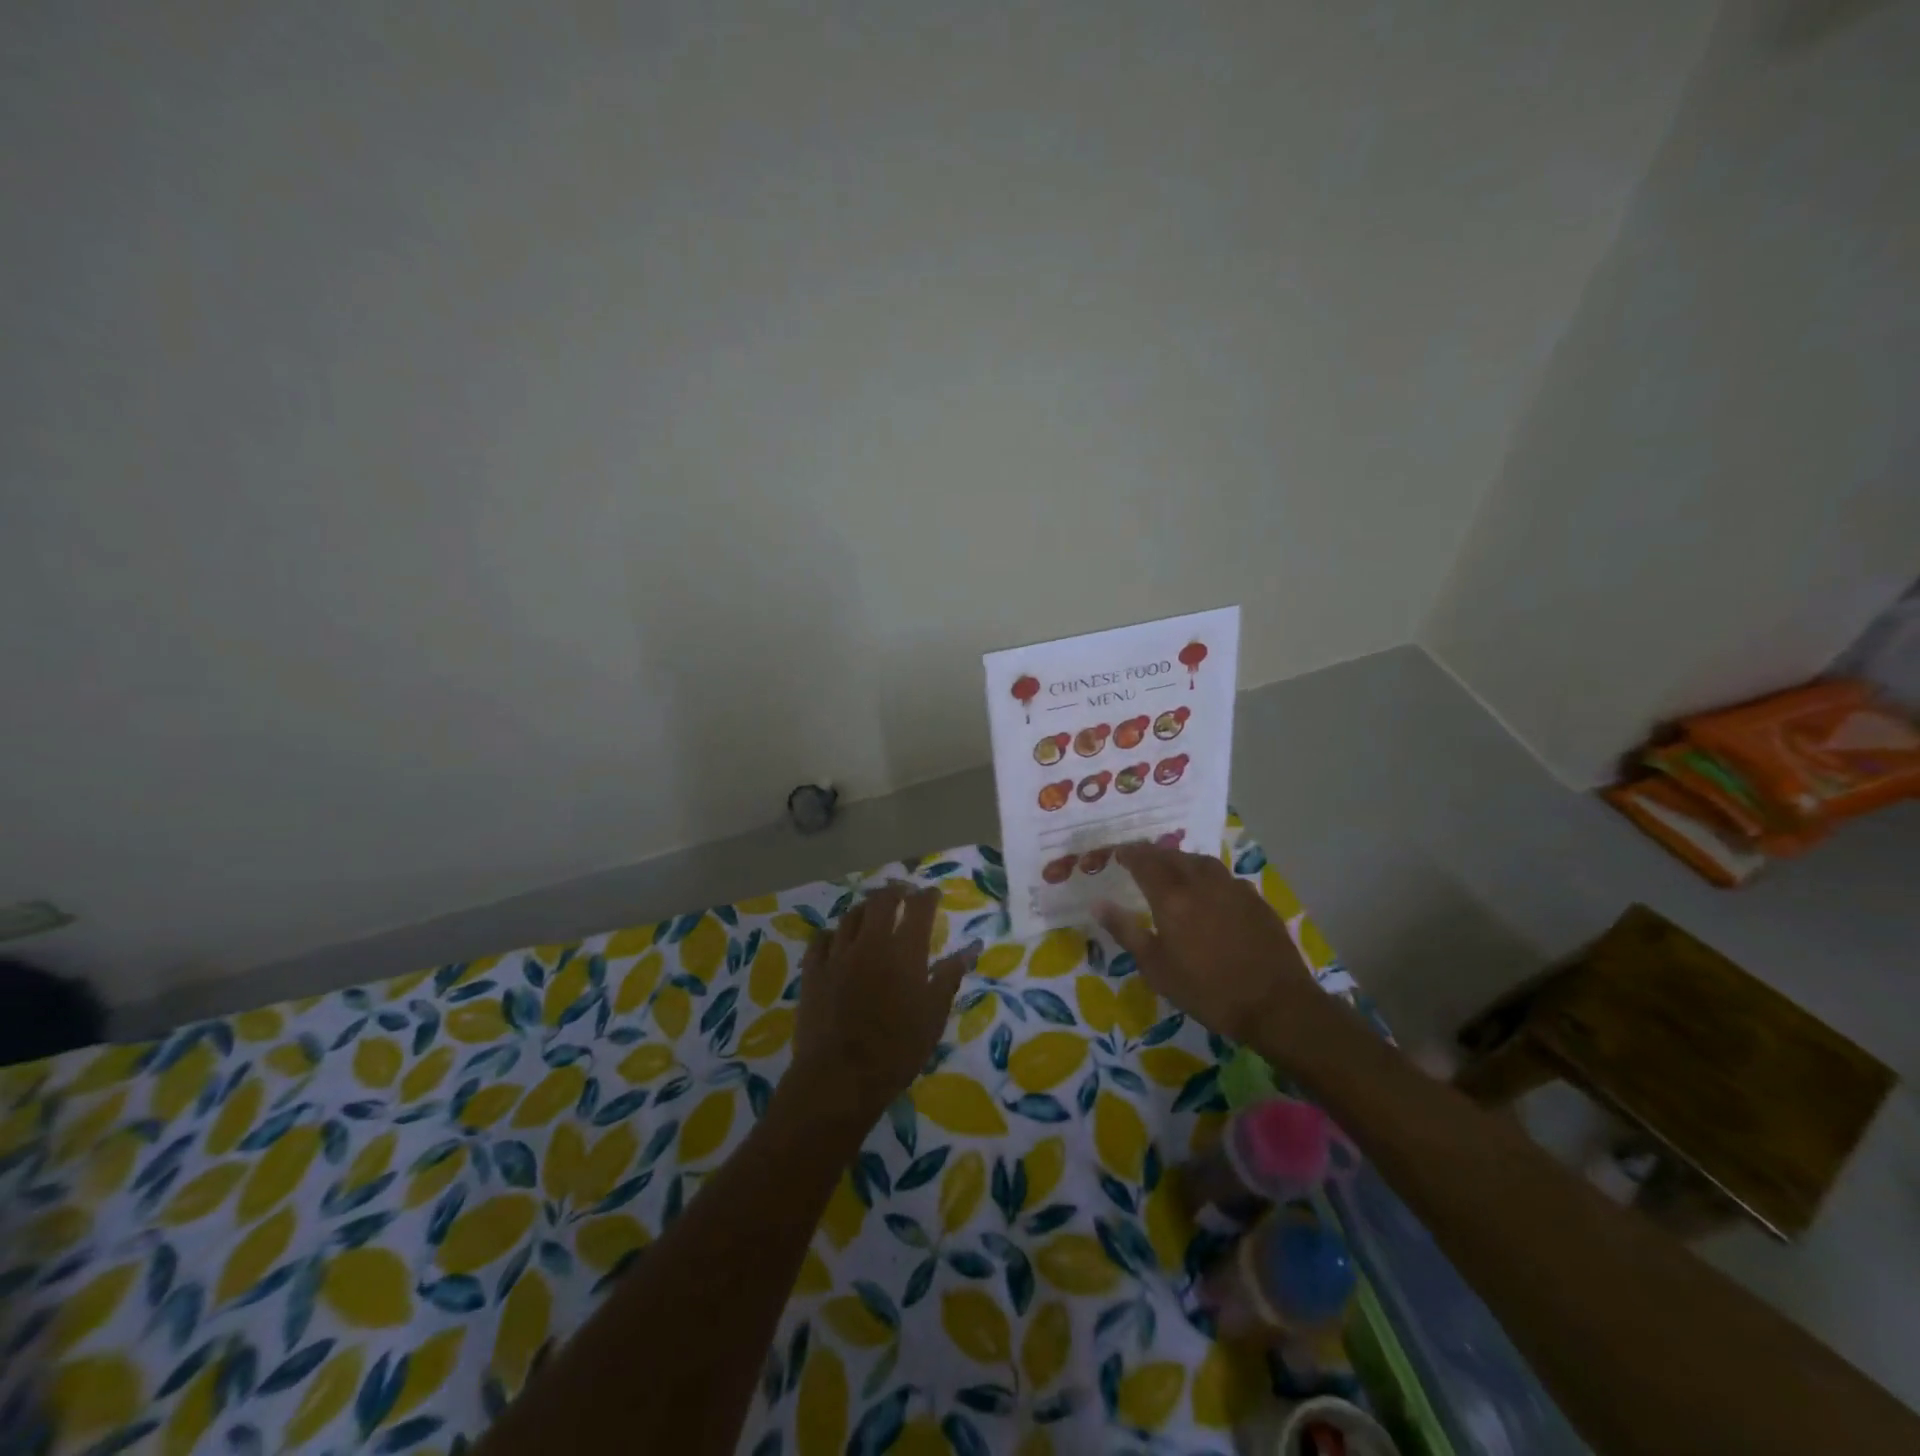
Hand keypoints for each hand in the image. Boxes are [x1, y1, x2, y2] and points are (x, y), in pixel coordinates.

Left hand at [788, 883, 979, 1125]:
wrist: (840, 1076)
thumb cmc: (897, 1049)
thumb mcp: (934, 1015)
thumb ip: (950, 976)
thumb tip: (971, 948)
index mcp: (905, 951)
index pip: (919, 907)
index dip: (927, 896)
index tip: (932, 894)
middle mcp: (871, 942)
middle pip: (881, 901)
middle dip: (895, 892)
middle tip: (903, 894)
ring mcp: (838, 954)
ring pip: (850, 916)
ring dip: (865, 909)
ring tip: (872, 913)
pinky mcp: (813, 971)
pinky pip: (821, 940)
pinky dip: (833, 934)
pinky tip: (836, 940)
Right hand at [1097, 843, 1319, 1046]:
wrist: (1276, 1005)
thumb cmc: (1208, 991)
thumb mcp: (1156, 968)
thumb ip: (1126, 931)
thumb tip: (1098, 903)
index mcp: (1172, 897)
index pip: (1144, 861)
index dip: (1129, 853)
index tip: (1117, 853)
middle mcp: (1201, 882)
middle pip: (1173, 856)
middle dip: (1153, 854)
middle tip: (1141, 860)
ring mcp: (1233, 888)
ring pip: (1201, 862)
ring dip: (1181, 860)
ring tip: (1173, 870)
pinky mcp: (1256, 900)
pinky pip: (1224, 877)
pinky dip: (1207, 876)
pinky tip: (1209, 892)